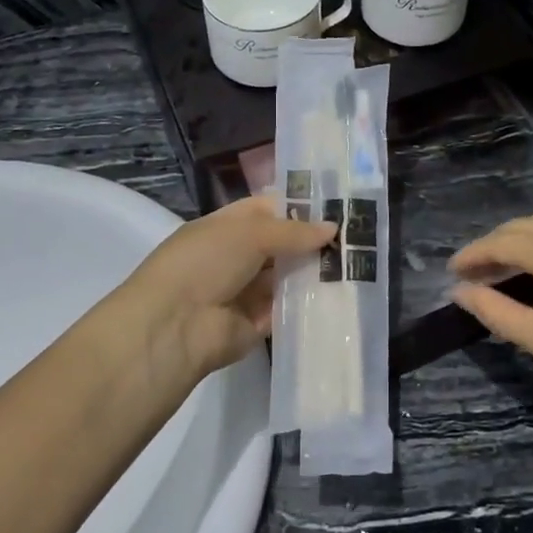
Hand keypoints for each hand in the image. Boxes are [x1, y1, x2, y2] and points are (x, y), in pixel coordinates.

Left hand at [107, 196, 336, 386]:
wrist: (174, 326)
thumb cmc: (204, 263)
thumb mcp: (248, 233)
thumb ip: (293, 231)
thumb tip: (332, 228)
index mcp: (225, 227)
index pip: (266, 210)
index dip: (297, 206)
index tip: (337, 205)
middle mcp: (235, 256)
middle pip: (280, 244)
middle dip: (312, 240)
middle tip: (357, 235)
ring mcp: (245, 291)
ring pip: (287, 277)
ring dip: (314, 271)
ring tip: (358, 261)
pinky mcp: (257, 324)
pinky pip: (288, 309)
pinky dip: (309, 302)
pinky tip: (343, 292)